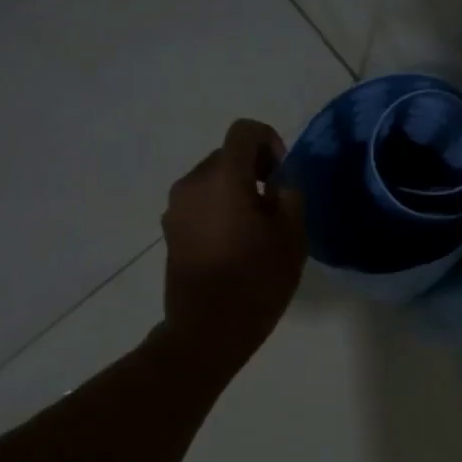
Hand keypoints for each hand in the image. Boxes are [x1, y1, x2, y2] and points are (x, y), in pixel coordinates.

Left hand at [161, 118, 306, 371]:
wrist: (207, 330)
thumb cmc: (256, 281)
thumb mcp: (292, 236)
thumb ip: (291, 196)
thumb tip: (280, 181)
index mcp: (222, 178)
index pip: (244, 131)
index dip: (270, 141)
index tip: (283, 176)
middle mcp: (192, 183)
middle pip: (227, 155)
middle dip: (254, 170)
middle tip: (276, 207)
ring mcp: (175, 208)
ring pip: (212, 180)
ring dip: (236, 191)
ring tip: (256, 229)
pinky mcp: (170, 231)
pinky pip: (200, 204)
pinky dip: (219, 210)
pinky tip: (235, 244)